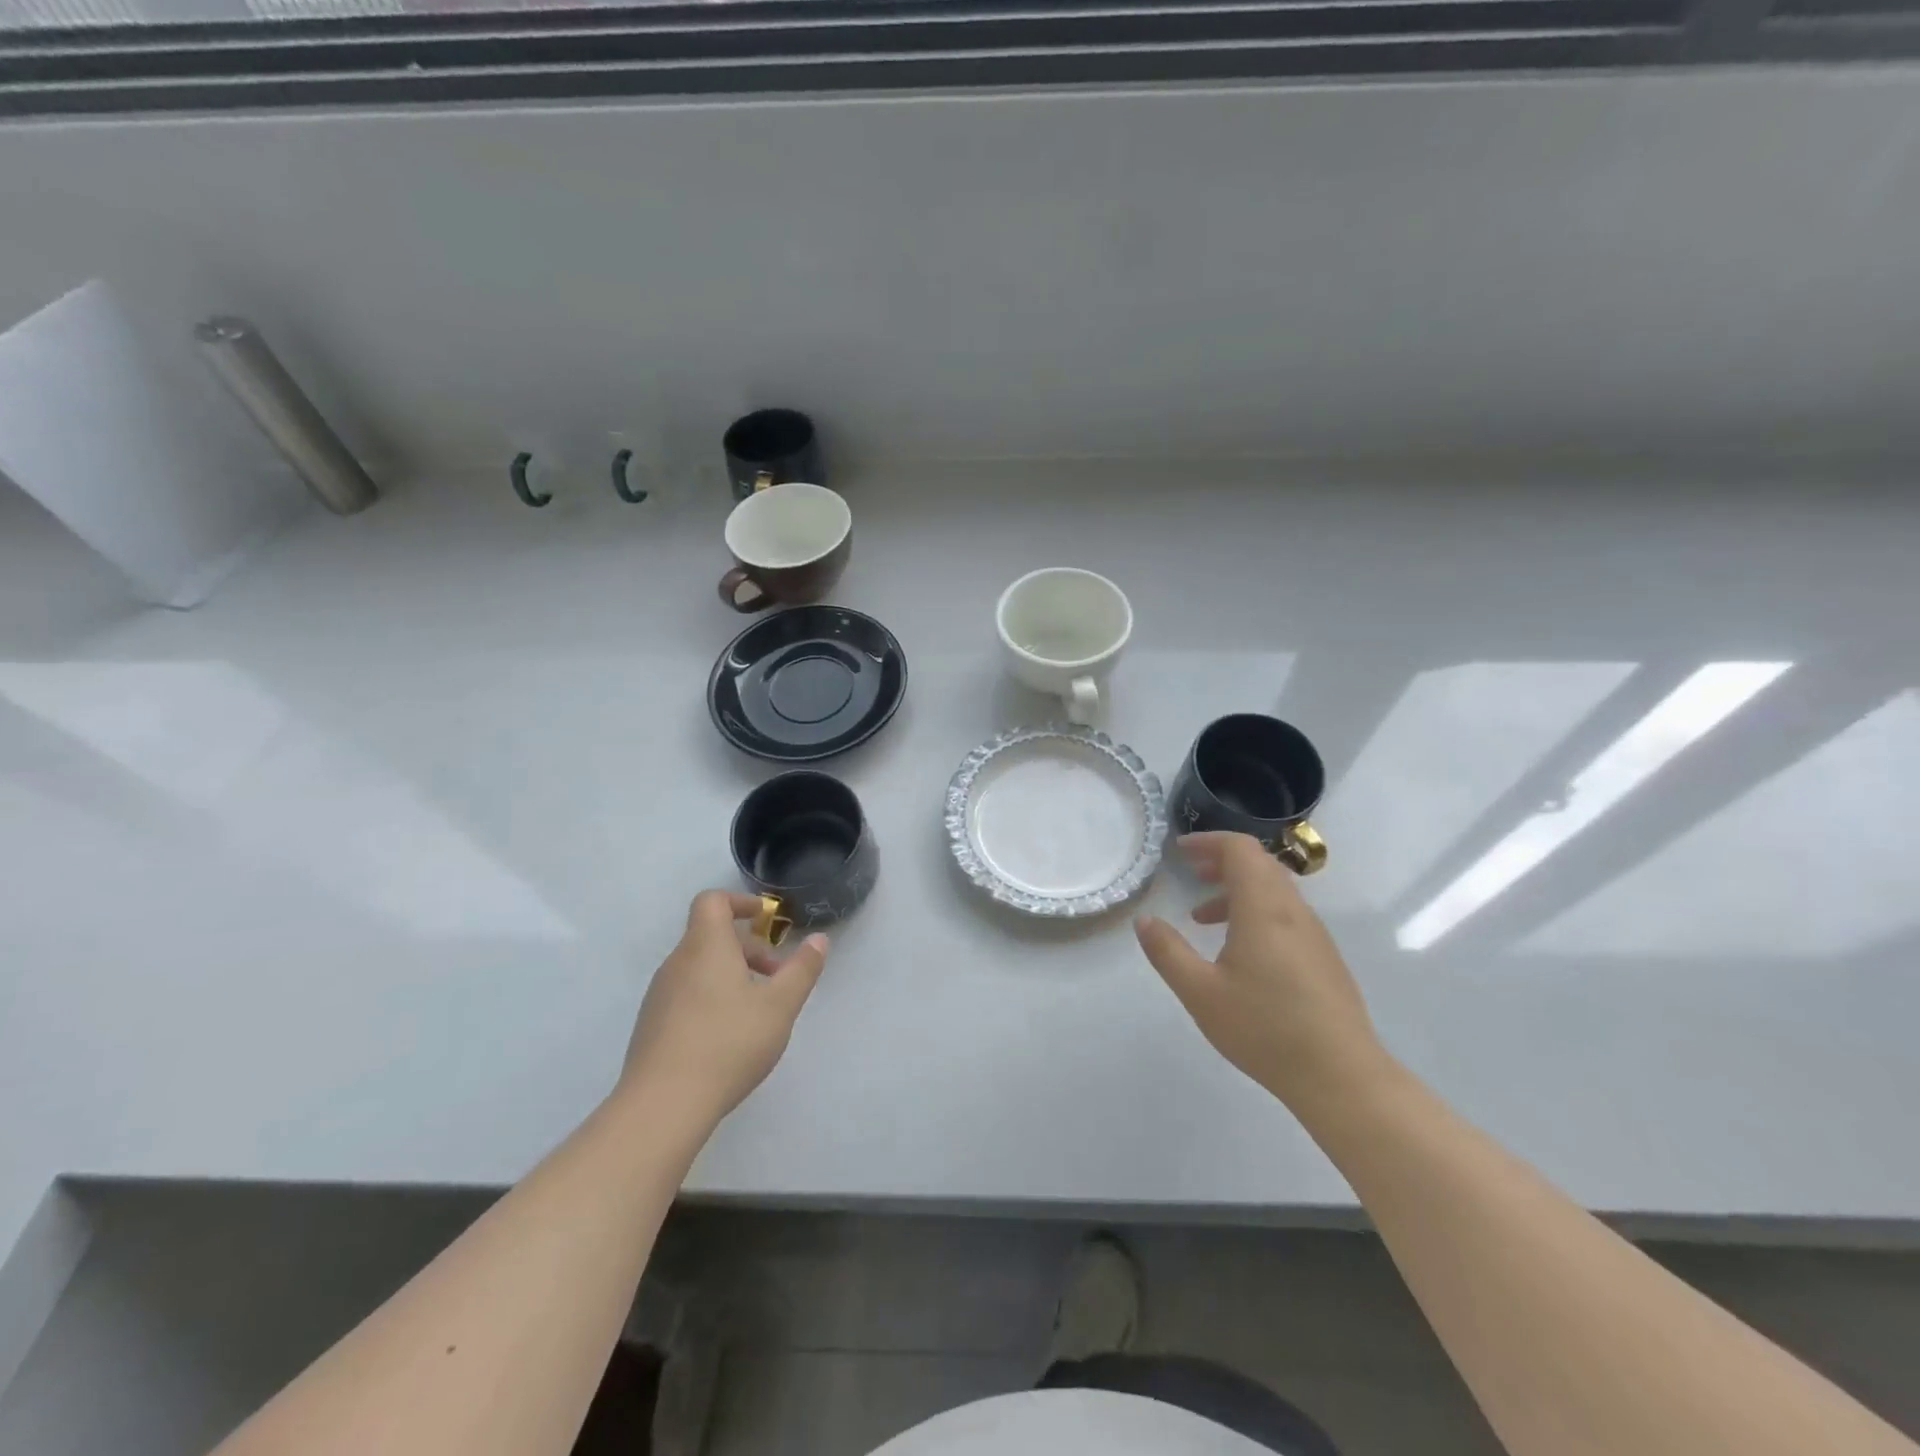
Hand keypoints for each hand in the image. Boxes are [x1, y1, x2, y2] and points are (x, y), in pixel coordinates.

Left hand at [620, 890, 829, 1127]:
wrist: (662, 1106)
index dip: (740, 902)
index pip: (713, 901)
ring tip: (757, 1012)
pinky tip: (728, 1038)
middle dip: (747, 949)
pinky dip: (710, 999)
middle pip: (710, 936)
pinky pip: (685, 996)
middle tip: (775, 977)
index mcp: (705, 946)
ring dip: (730, 976)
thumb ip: (802, 969)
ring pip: (699, 968)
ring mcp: (659, 996)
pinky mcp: (651, 1027)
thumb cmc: (728, 1043)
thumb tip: (818, 939)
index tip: (766, 920)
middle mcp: (677, 963)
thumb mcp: (780, 1005)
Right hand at [1135, 833, 1388, 1112]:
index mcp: (1264, 908)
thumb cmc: (1265, 1030)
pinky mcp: (1323, 956)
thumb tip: (1145, 920)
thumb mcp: (1201, 992)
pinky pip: (1285, 913)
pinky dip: (1255, 910)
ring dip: (1237, 888)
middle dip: (1222, 860)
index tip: (1180, 850)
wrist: (1342, 1077)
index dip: (1209, 841)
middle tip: (1190, 871)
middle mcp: (1293, 911)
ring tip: (1202, 915)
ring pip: (1274, 889)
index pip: (1241, 849)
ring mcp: (1313, 934)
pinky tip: (1237, 949)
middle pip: (1259, 864)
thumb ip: (1168, 952)